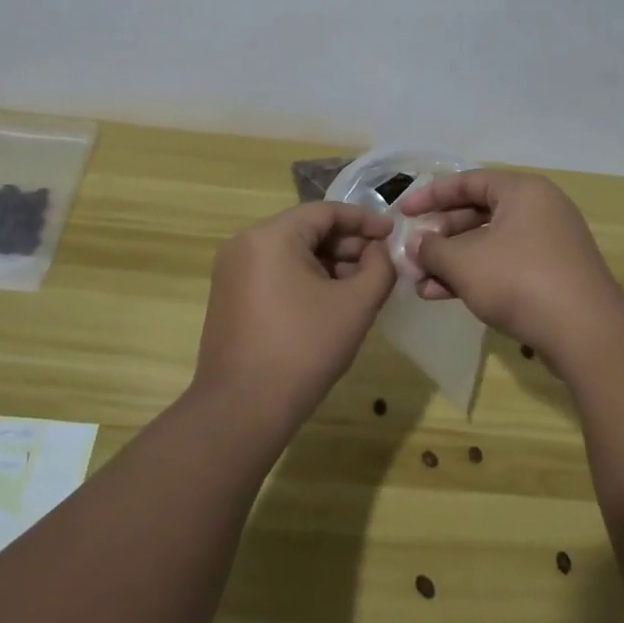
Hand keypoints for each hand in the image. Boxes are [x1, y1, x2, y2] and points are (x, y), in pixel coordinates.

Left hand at [193, 202, 396, 439]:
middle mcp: (245, 243)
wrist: (242, 410)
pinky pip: (274, 272)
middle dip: (347, 245)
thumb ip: (379, 268)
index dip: (364, 221)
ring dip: (328, 263)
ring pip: (291, 252)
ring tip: (360, 287)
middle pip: (307, 230)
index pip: (326, 211)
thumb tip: (379, 252)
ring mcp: (232, 271)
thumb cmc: (303, 349)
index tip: (393, 235)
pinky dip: (305, 279)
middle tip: (380, 265)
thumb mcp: (355, 305)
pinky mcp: (229, 296)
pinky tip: (330, 303)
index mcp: (271, 235)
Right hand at [398, 171, 623, 377]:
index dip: (430, 195)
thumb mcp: (465, 263)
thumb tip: (417, 245)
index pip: (467, 181)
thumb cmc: (520, 280)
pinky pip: (504, 265)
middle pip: (476, 213)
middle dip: (440, 237)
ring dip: (452, 262)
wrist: (586, 334)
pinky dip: (475, 276)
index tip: (403, 213)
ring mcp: (548, 244)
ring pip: (488, 244)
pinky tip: (443, 295)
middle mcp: (538, 209)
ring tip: (419, 283)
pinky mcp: (551, 275)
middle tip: (412, 254)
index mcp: (522, 191)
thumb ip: (433, 249)